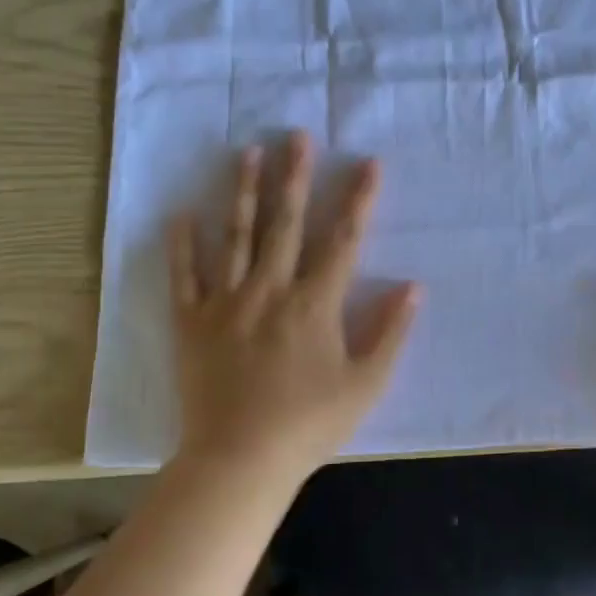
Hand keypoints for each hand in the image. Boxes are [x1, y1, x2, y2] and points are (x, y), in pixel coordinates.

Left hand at [168, 132, 419, 485]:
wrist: (240, 460)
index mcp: (314, 304)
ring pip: (236, 236)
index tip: (367, 163)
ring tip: (247, 152)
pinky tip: (182, 213)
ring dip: (244, 192)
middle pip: (285, 223)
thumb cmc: (309, 425)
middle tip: (297, 135)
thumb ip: (390, 332)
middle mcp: (270, 290)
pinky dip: (182, 245)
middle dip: (295, 176)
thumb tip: (413, 287)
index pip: (342, 240)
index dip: (357, 199)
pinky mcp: (191, 323)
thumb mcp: (365, 384)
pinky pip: (184, 276)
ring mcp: (226, 303)